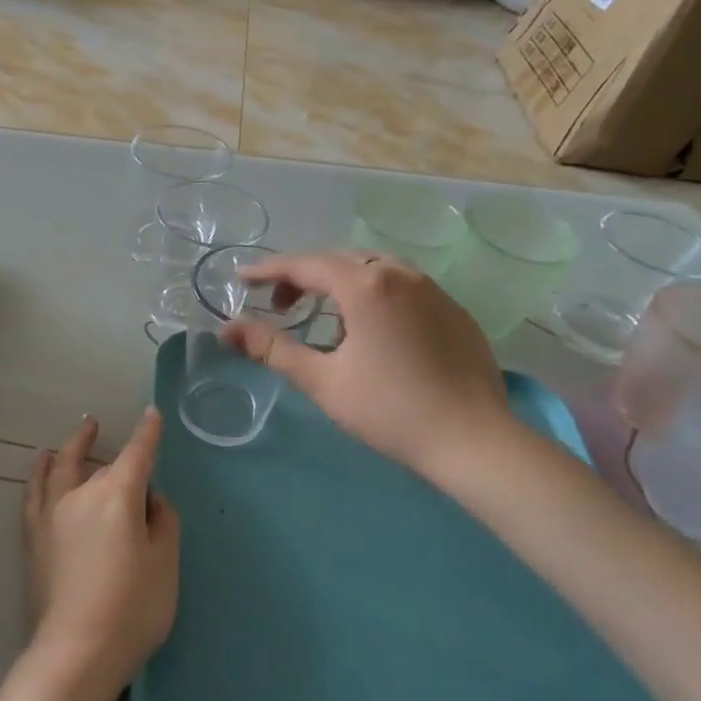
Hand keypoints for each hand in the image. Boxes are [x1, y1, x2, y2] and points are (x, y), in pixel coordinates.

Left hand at [22, 409, 180, 691]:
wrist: (76, 651)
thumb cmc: (132, 608)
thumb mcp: (165, 564)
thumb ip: (162, 523)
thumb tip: (150, 499)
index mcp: (118, 496)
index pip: (137, 455)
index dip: (147, 434)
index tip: (152, 414)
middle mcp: (81, 495)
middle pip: (101, 466)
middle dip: (110, 451)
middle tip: (107, 435)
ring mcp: (52, 514)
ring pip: (60, 468)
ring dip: (71, 447)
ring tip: (77, 433)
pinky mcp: (33, 537)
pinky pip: (34, 491)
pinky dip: (39, 472)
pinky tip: (42, 466)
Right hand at [221, 248, 521, 485]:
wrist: (474, 440)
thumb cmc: (389, 410)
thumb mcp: (322, 381)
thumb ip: (271, 349)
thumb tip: (226, 330)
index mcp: (366, 285)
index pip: (305, 265)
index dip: (268, 270)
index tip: (240, 279)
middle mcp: (401, 273)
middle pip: (340, 260)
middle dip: (303, 276)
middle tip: (279, 305)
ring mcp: (433, 289)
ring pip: (374, 268)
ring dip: (339, 282)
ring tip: (322, 317)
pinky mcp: (453, 310)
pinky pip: (402, 286)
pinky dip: (372, 294)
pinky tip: (369, 330)